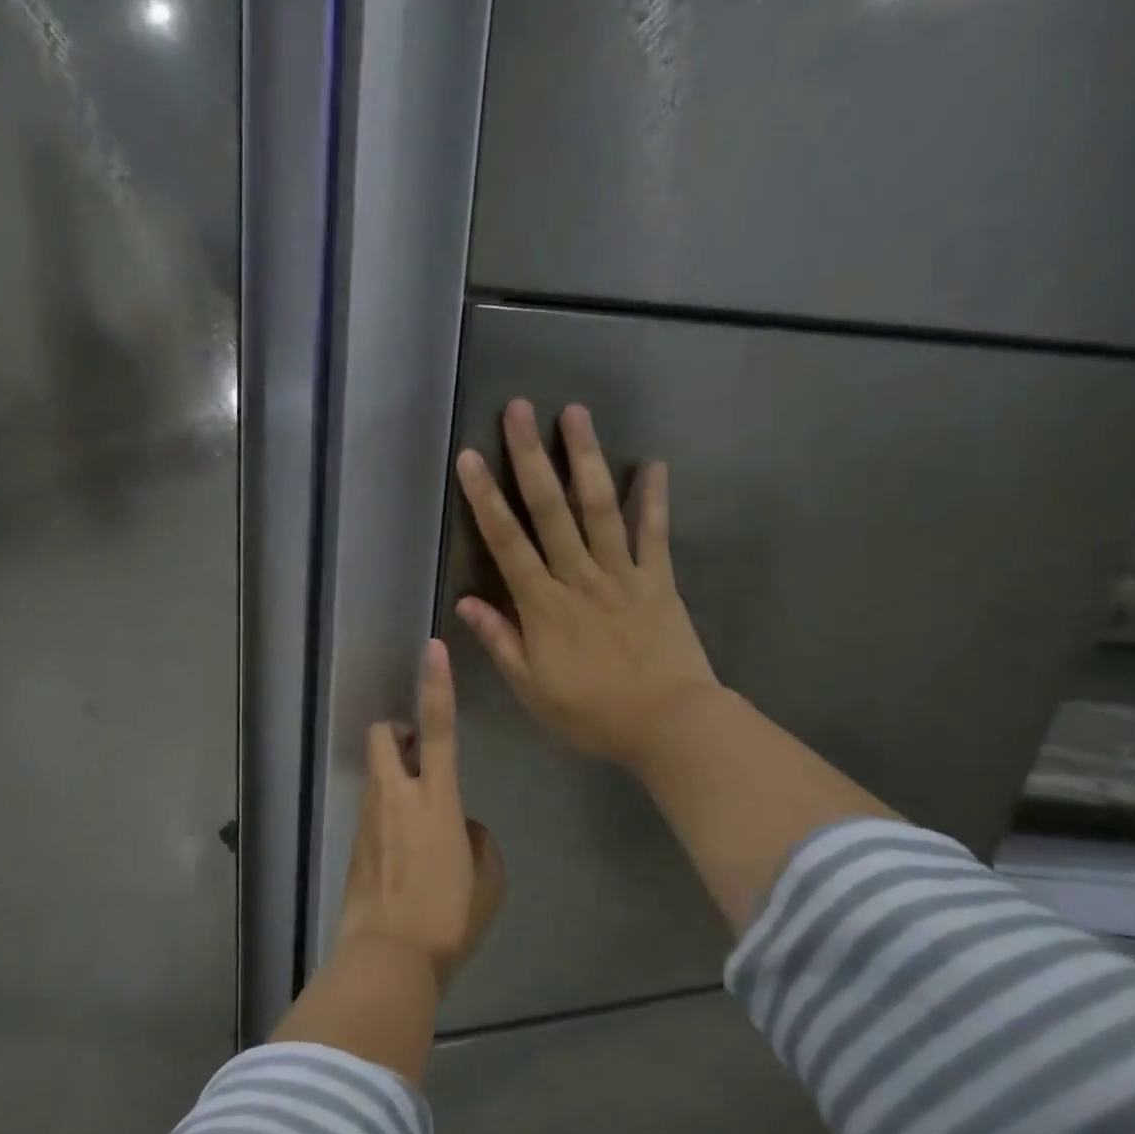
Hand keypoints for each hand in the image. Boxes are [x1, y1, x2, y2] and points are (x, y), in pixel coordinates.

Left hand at [337, 638, 504, 991]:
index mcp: (436, 799)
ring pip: (376, 773)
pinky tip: (404, 854)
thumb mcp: (488, 879)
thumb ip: (477, 840)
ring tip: (418, 820)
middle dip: (397, 731)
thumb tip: (460, 827)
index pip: (436, 728)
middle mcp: (396, 796)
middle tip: (417, 755)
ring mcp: (369, 818)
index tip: (431, 650)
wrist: (387, 958)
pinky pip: (372, 809)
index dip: (435, 685)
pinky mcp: (353, 841)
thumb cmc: (448, 918)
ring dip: (394, 775)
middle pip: (383, 736)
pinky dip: (388, 812)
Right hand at [454, 398, 718, 774]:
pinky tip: (654, 463)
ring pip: (599, 508)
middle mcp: (579, 577)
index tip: (469, 457)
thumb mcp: (531, 689)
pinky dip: (654, 499)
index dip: (485, 498)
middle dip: (530, 457)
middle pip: (550, 509)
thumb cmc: (591, 713)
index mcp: (543, 605)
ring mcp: (623, 574)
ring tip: (575, 413)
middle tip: (520, 408)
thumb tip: (466, 602)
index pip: (506, 542)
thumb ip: (500, 641)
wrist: (668, 725)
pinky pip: (655, 534)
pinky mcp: (659, 581)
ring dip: (586, 458)